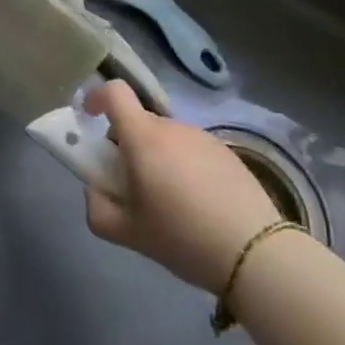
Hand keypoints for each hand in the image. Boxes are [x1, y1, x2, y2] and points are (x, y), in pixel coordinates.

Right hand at [82, 81, 283, 293]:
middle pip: (139, 122)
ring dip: (156, 157)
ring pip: (166, 138)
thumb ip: (97, 207)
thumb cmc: (182, 237)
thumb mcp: (127, 233)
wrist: (255, 252)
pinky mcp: (227, 153)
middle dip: (126, 145)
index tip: (89, 117)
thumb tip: (95, 188)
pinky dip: (184, 167)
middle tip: (131, 185)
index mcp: (143, 137)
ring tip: (168, 202)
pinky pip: (192, 150)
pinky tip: (198, 205)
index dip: (97, 97)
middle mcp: (172, 127)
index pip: (115, 92)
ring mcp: (202, 137)